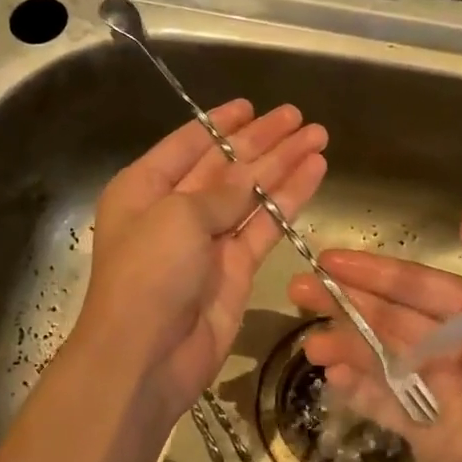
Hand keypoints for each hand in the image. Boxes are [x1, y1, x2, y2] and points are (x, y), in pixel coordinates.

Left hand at [74, 100, 326, 426]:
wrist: (146, 356)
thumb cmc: (149, 273)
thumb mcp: (179, 216)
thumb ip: (222, 190)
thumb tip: (252, 172)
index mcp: (144, 188)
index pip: (188, 145)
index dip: (220, 124)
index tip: (251, 105)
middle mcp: (174, 209)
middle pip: (225, 165)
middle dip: (262, 141)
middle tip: (298, 117)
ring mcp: (206, 240)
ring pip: (251, 193)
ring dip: (283, 165)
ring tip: (318, 136)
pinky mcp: (235, 268)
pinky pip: (265, 225)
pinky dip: (288, 199)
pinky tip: (314, 172)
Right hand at [287, 205, 461, 461]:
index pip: (415, 285)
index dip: (373, 271)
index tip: (329, 258)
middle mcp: (452, 348)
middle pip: (388, 318)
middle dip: (344, 303)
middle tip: (298, 288)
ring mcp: (435, 392)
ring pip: (379, 359)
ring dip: (344, 346)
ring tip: (309, 341)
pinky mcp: (426, 434)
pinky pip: (383, 405)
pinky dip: (357, 390)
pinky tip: (331, 377)